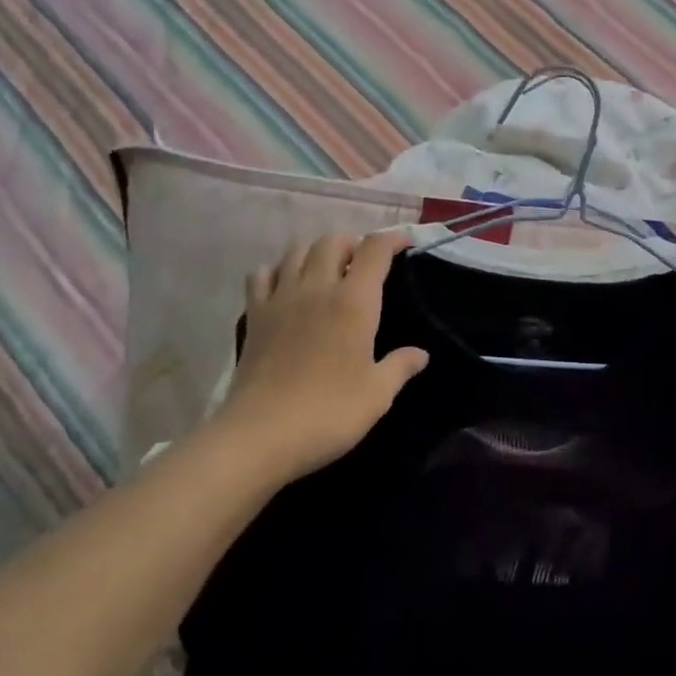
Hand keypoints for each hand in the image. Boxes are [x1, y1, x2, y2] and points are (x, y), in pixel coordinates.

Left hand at [218, 232, 428, 481]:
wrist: (259, 436)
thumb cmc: (328, 413)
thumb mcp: (377, 395)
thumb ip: (400, 367)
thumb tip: (421, 354)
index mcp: (354, 301)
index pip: (375, 250)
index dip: (392, 239)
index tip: (405, 243)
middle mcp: (317, 288)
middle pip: (332, 241)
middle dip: (352, 243)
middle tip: (364, 264)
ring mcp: (280, 299)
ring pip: (296, 250)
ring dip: (316, 251)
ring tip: (328, 271)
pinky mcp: (254, 316)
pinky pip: (261, 274)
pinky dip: (276, 270)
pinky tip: (286, 287)